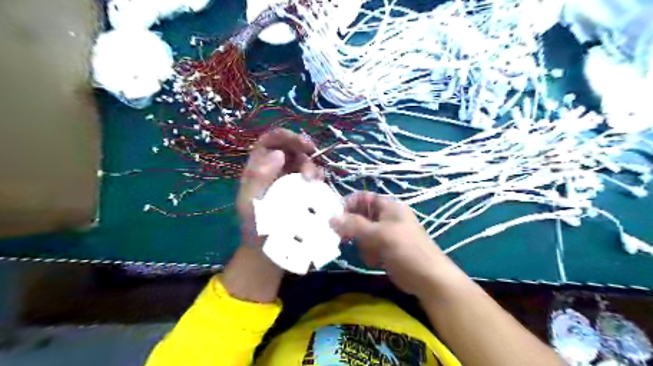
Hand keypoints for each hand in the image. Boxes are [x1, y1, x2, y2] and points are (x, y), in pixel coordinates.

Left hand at [226, 128, 322, 302]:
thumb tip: (278, 153)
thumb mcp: (251, 203)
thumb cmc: (256, 229)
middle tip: (311, 157)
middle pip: (290, 149)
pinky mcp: (302, 192)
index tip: (301, 143)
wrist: (270, 253)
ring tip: (313, 180)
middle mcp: (274, 171)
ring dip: (311, 165)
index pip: (268, 142)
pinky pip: (311, 177)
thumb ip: (258, 177)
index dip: (284, 136)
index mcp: (257, 169)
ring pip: (303, 162)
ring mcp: (289, 181)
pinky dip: (317, 177)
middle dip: (302, 150)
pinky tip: (318, 185)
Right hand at [330, 192, 460, 299]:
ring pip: (362, 232)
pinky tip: (373, 261)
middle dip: (352, 226)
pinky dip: (367, 252)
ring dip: (360, 242)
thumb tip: (331, 218)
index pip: (363, 198)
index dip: (349, 204)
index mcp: (389, 207)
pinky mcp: (384, 249)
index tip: (336, 216)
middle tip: (345, 237)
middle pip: (360, 215)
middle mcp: (386, 217)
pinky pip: (367, 245)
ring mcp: (385, 234)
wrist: (428, 279)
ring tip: (367, 252)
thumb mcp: (380, 235)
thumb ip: (355, 225)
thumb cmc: (407, 250)